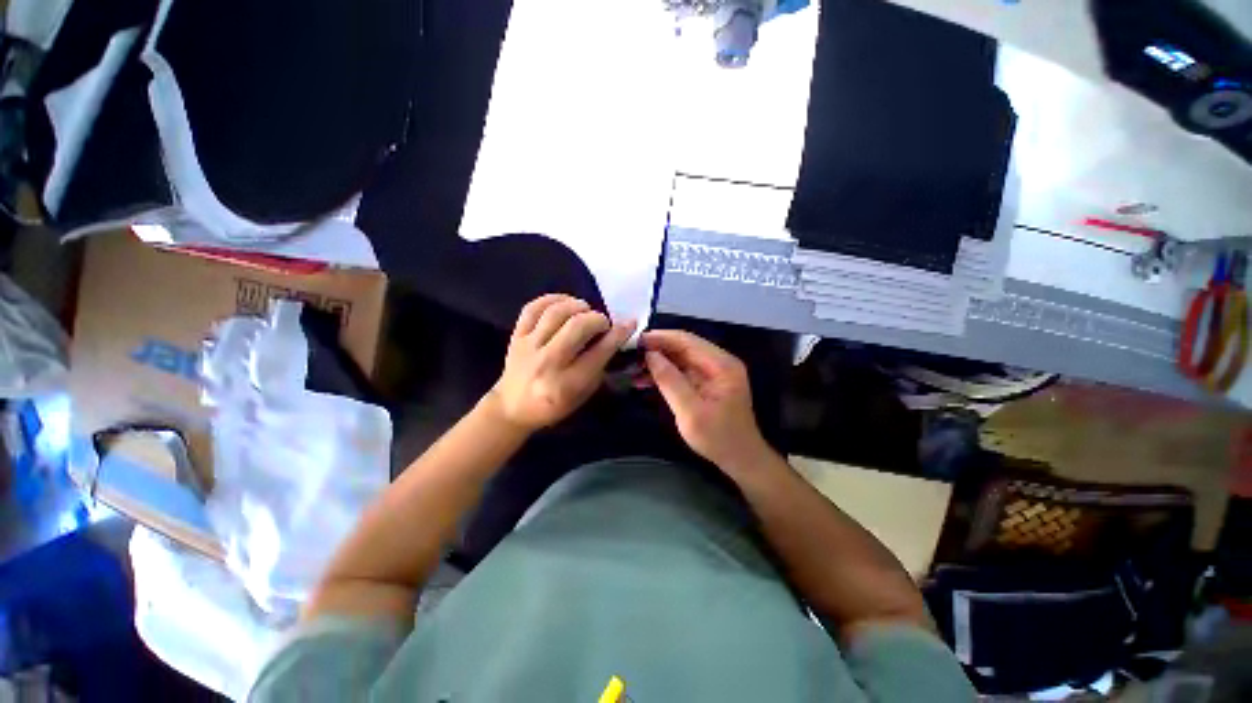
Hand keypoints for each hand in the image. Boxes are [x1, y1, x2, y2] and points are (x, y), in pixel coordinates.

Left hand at [488, 294, 634, 431]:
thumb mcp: (583, 394)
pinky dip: (552, 299)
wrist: (512, 408)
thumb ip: (599, 366)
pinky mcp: (516, 336)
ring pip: (556, 312)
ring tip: (585, 311)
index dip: (619, 333)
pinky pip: (533, 308)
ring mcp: (529, 347)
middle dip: (598, 319)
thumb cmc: (554, 406)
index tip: (629, 323)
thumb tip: (614, 335)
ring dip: (577, 306)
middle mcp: (548, 363)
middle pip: (578, 326)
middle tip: (602, 324)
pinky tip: (564, 302)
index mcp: (567, 384)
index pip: (599, 352)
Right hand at [641, 330, 772, 473]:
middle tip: (630, 353)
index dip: (660, 338)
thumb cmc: (718, 438)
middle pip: (683, 346)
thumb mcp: (691, 412)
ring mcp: (713, 372)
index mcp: (721, 364)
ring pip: (680, 358)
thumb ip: (670, 381)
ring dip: (657, 361)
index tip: (635, 340)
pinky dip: (664, 374)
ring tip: (632, 367)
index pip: (687, 340)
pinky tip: (644, 379)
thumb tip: (650, 355)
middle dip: (656, 349)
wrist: (740, 460)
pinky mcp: (706, 383)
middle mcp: (719, 362)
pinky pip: (681, 371)